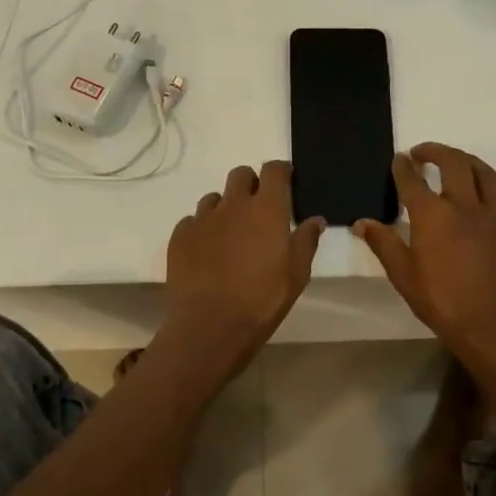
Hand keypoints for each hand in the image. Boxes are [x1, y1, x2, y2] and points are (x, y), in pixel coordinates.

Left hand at [162, 161, 324, 375]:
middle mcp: (233, 204)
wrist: (209, 326)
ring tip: (230, 234)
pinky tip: (207, 251)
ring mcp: (203, 219)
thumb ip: (306, 241)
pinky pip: (192, 221)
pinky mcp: (180, 236)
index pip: (273, 170)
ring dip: (225, 207)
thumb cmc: (262, 300)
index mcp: (266, 209)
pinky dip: (202, 229)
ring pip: (214, 198)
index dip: (280, 171)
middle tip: (258, 209)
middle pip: (240, 175)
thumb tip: (315, 220)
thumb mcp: (297, 275)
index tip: (285, 181)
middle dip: (251, 184)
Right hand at [355, 143, 495, 356]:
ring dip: (467, 160)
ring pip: (484, 173)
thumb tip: (363, 222)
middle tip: (422, 153)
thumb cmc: (443, 304)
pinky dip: (490, 190)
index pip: (413, 180)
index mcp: (433, 216)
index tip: (398, 159)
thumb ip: (384, 244)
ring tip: (455, 162)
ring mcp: (493, 216)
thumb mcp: (404, 277)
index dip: (403, 167)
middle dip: (435, 151)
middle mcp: (464, 206)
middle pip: (453, 163)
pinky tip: (483, 198)